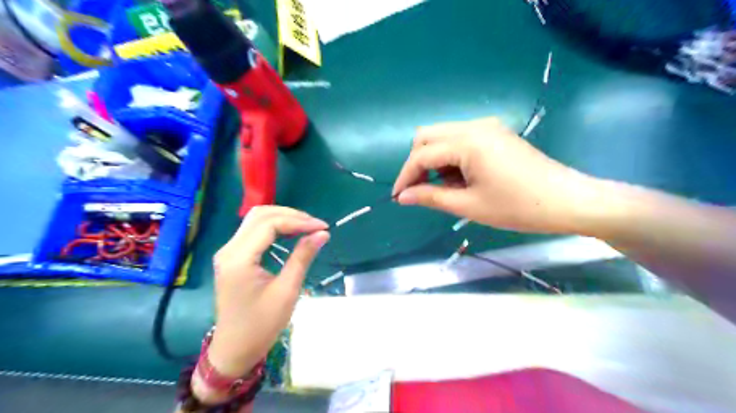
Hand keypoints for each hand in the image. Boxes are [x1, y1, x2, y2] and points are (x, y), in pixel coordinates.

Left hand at [203, 208, 327, 379]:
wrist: (235, 349)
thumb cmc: (261, 325)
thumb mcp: (287, 291)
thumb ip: (303, 257)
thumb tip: (322, 233)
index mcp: (239, 259)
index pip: (270, 224)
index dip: (299, 221)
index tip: (323, 227)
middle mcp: (229, 249)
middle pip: (260, 215)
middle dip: (291, 215)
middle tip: (316, 225)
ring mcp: (228, 252)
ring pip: (256, 220)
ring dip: (282, 218)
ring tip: (307, 227)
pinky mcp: (232, 257)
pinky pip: (253, 231)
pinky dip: (274, 227)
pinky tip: (291, 233)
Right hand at [393, 118, 593, 232]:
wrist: (567, 200)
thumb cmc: (517, 207)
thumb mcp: (469, 206)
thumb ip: (430, 197)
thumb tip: (402, 196)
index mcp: (467, 142)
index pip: (421, 155)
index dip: (405, 176)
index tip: (398, 197)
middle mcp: (474, 125)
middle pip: (427, 136)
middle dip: (417, 163)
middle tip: (420, 190)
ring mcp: (487, 126)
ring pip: (443, 135)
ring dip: (434, 159)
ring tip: (446, 188)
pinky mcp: (495, 132)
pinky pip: (460, 138)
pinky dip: (450, 156)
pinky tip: (461, 177)